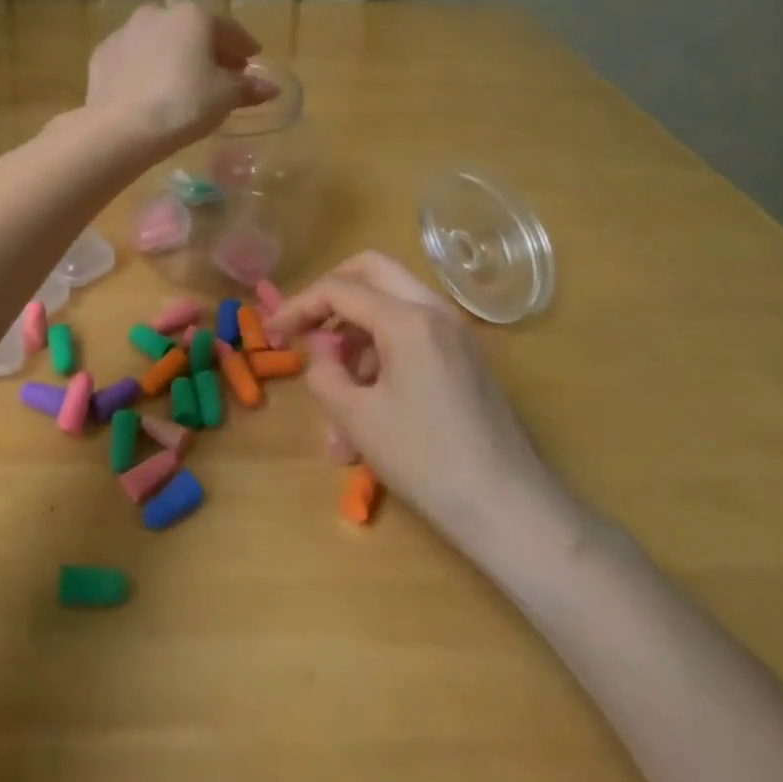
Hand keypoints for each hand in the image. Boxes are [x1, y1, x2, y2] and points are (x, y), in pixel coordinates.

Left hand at [85, 1, 276, 151]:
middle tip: (220, 72)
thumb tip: (271, 88)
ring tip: (184, 79)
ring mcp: (126, 31)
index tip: (250, 60)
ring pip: (160, 39)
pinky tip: (151, 87)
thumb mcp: (224, 97)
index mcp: (193, 16)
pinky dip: (147, 66)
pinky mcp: (103, 54)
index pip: (228, 29)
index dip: (243, 46)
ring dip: (175, 53)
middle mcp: (158, 14)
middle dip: (208, 48)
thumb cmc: (184, 105)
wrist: (121, 127)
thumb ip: (248, 88)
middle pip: (192, 29)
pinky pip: (134, 56)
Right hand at [269, 252, 582, 566]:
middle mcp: (434, 310)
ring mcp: (455, 332)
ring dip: (355, 338)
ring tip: (334, 401)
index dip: (297, 305)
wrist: (511, 510)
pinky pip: (411, 335)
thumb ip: (323, 371)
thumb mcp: (357, 418)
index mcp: (407, 318)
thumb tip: (318, 350)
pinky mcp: (463, 357)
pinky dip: (380, 357)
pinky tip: (365, 415)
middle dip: (330, 294)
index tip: (271, 332)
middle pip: (371, 270)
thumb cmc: (427, 461)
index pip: (338, 288)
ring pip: (390, 305)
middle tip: (305, 327)